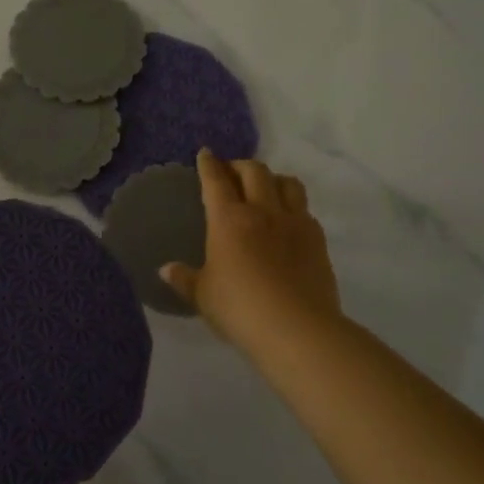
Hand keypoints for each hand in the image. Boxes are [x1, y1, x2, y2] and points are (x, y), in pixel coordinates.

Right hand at [161, 150, 341, 345]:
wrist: (298, 329)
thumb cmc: (240, 309)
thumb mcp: (204, 296)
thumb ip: (185, 279)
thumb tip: (166, 269)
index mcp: (228, 220)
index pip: (216, 180)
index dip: (209, 164)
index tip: (206, 154)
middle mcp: (262, 211)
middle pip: (254, 171)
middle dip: (240, 165)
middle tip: (232, 172)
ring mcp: (294, 222)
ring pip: (287, 182)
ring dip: (273, 178)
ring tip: (265, 188)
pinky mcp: (318, 239)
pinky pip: (305, 209)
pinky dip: (293, 206)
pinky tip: (288, 221)